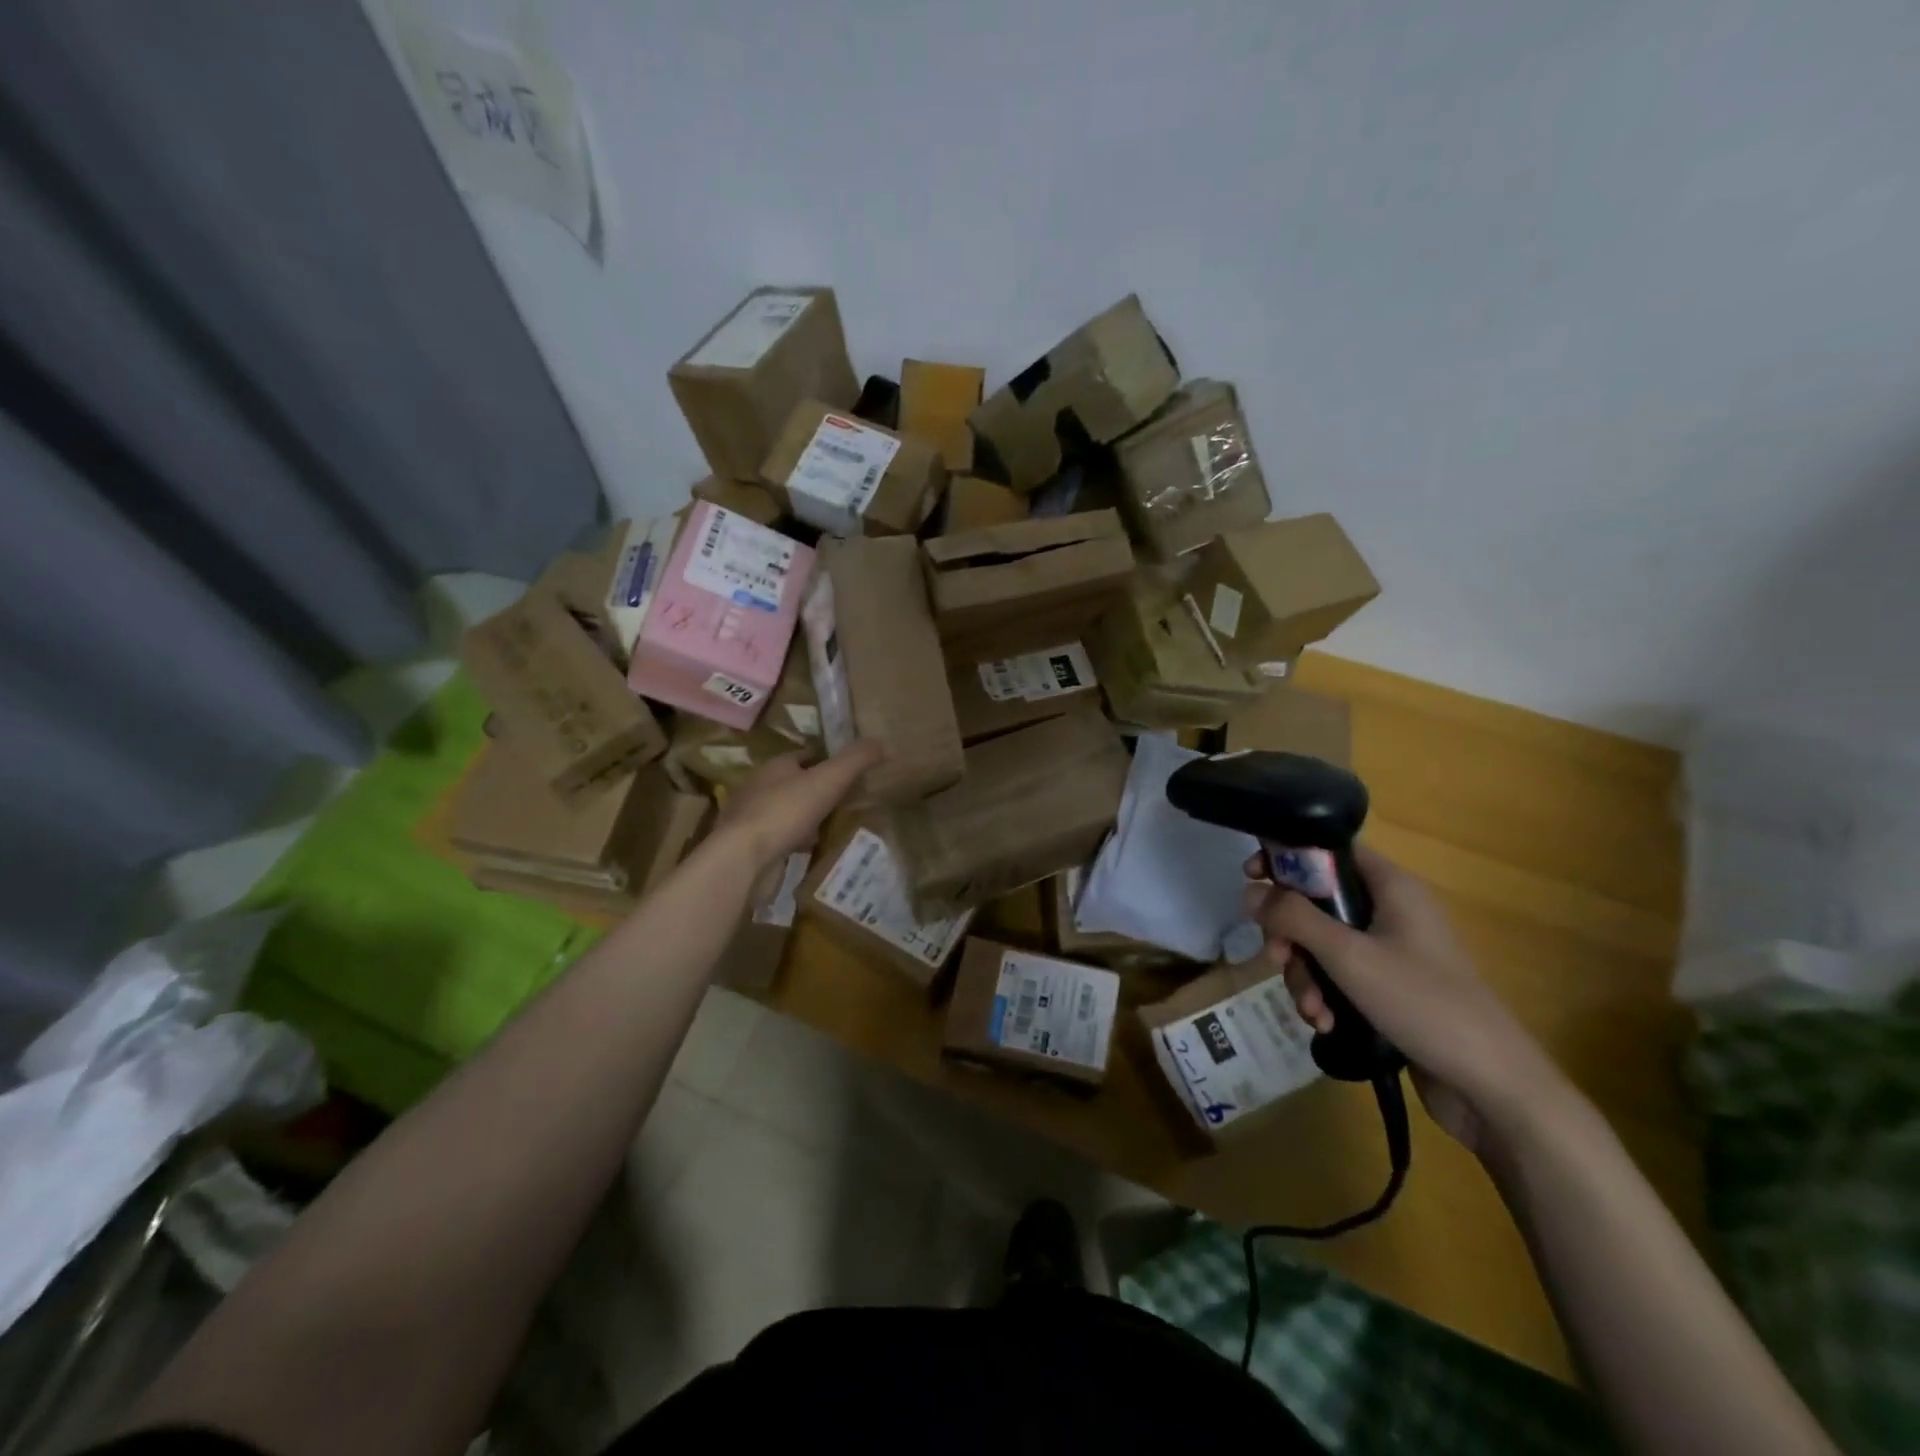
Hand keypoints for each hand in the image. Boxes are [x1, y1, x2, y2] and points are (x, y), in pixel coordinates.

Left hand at [713, 740, 883, 870]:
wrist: (742, 856)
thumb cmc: (786, 810)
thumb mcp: (829, 780)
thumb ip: (856, 760)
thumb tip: (882, 742)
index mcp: (776, 765)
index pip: (803, 755)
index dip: (825, 760)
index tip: (846, 770)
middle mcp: (758, 786)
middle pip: (792, 782)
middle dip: (813, 789)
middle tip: (841, 800)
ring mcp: (749, 816)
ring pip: (783, 810)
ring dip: (802, 816)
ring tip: (826, 826)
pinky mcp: (746, 844)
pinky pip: (776, 836)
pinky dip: (792, 839)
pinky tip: (805, 849)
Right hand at [1244, 845, 1569, 1155]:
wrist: (1492, 1087)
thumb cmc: (1423, 1003)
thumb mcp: (1348, 956)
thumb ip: (1294, 917)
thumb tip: (1250, 891)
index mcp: (1392, 888)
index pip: (1330, 851)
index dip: (1288, 857)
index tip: (1251, 877)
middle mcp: (1392, 912)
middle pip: (1318, 902)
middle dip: (1289, 934)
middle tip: (1275, 958)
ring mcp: (1392, 952)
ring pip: (1323, 944)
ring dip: (1305, 974)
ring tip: (1310, 1009)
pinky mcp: (1390, 989)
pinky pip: (1340, 976)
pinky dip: (1325, 995)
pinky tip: (1324, 1024)